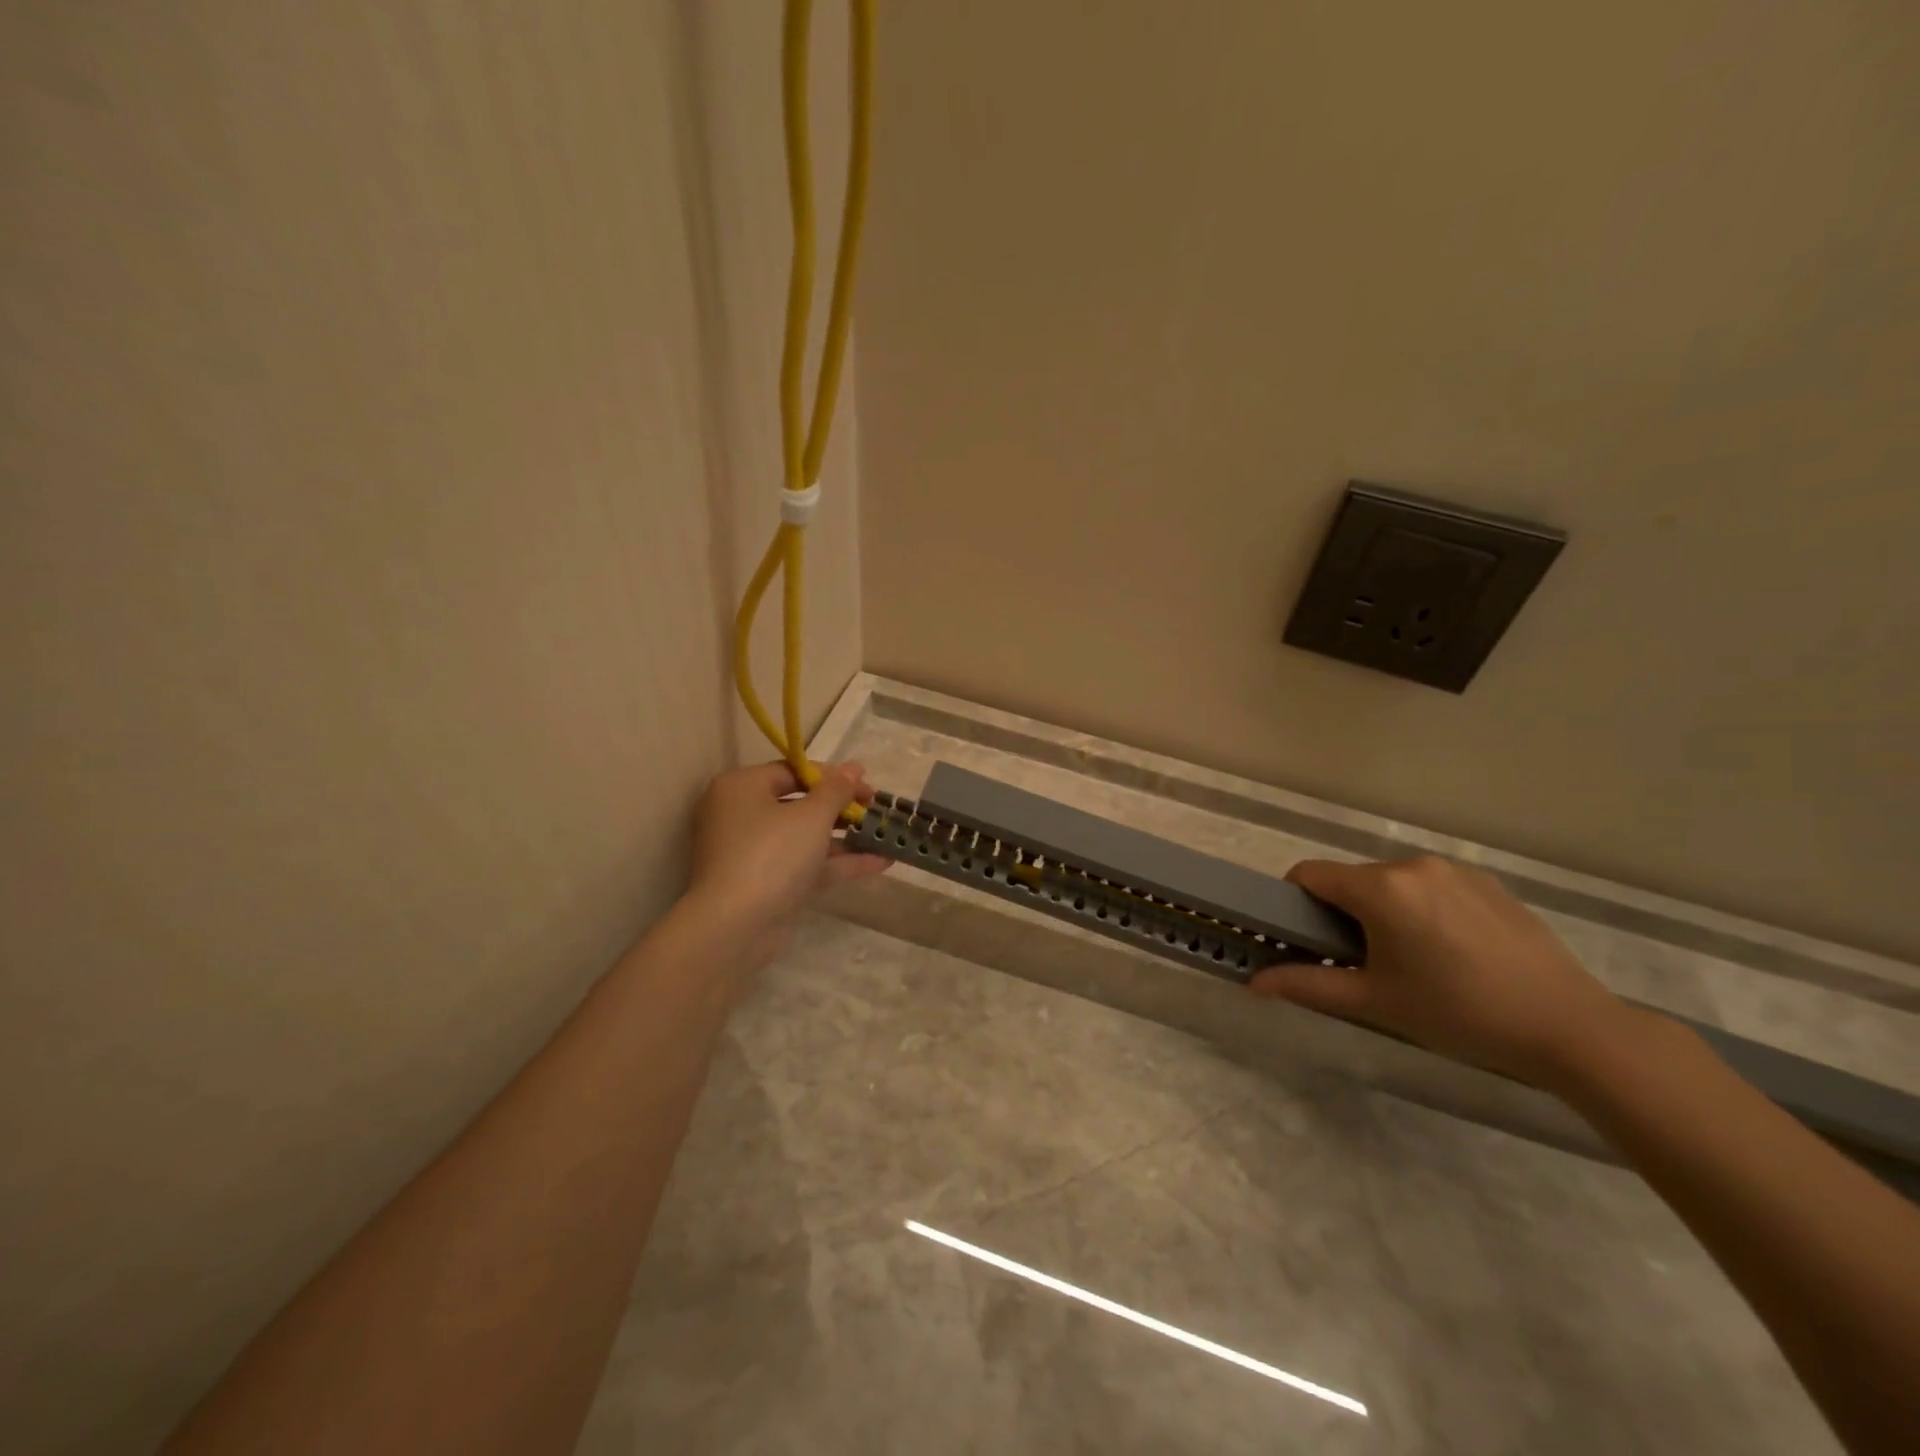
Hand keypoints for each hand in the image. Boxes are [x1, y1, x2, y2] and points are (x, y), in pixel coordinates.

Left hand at [684, 760, 888, 972]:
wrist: (734, 927)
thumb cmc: (770, 854)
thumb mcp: (811, 816)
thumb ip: (837, 790)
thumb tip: (854, 767)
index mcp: (742, 788)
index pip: (792, 771)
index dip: (832, 776)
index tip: (866, 784)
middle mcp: (742, 816)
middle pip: (799, 804)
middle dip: (842, 808)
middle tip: (875, 809)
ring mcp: (754, 853)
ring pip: (805, 838)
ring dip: (845, 837)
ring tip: (885, 835)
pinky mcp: (767, 885)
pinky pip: (805, 864)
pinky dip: (837, 863)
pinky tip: (879, 862)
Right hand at [1248, 855, 1633, 1087]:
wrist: (1570, 1027)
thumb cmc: (1459, 1013)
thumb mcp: (1375, 1003)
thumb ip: (1308, 986)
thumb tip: (1254, 984)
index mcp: (1380, 888)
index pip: (1309, 874)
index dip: (1294, 903)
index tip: (1307, 940)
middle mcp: (1412, 865)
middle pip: (1351, 879)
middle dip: (1343, 913)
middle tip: (1362, 963)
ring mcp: (1454, 870)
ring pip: (1391, 882)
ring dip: (1383, 911)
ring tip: (1412, 961)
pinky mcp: (1487, 882)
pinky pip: (1431, 886)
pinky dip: (1422, 909)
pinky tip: (1451, 952)